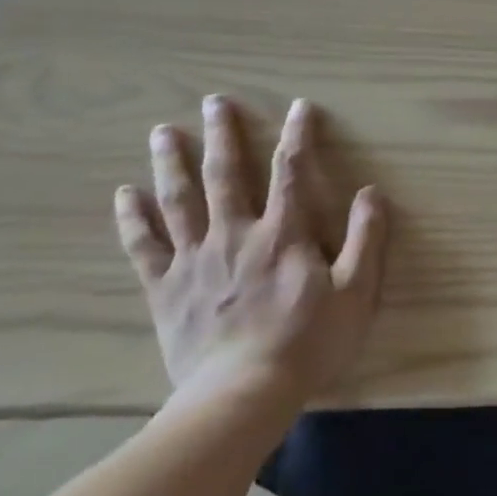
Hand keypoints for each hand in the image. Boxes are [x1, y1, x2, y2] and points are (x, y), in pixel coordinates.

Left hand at [115, 95, 388, 407]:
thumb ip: (367, 239)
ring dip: (171, 163)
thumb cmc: (308, 342)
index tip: (299, 106)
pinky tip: (124, 194)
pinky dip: (133, 218)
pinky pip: (144, 246)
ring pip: (178, 201)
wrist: (241, 394)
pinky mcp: (165, 288)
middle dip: (222, 135)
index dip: (297, 136)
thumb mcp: (357, 292)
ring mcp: (194, 261)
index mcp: (284, 235)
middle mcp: (235, 236)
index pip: (291, 172)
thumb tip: (372, 193)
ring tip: (162, 131)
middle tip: (214, 101)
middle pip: (225, 175)